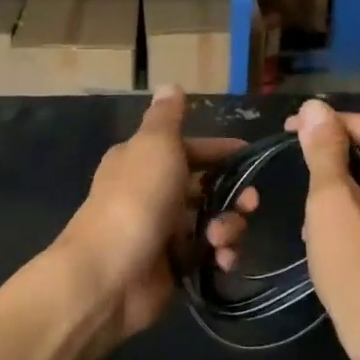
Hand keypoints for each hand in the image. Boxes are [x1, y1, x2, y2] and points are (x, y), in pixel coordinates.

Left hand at [57, 87, 256, 339]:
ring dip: (228, 227)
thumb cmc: (137, 199)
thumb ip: (168, 118)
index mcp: (143, 159)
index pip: (189, 149)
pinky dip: (219, 256)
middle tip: (250, 204)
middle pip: (205, 187)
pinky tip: (222, 260)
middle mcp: (152, 191)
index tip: (249, 156)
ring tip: (222, 239)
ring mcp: (162, 231)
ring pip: (210, 221)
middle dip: (234, 194)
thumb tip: (171, 85)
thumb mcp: (155, 145)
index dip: (219, 151)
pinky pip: (206, 255)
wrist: (109, 274)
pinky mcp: (171, 266)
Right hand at [286, 99, 359, 354]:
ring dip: (339, 181)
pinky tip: (329, 229)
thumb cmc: (358, 265)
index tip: (288, 130)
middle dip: (332, 152)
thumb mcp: (331, 202)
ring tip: (308, 201)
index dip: (326, 122)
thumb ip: (324, 151)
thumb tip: (316, 107)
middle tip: (294, 162)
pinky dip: (353, 205)